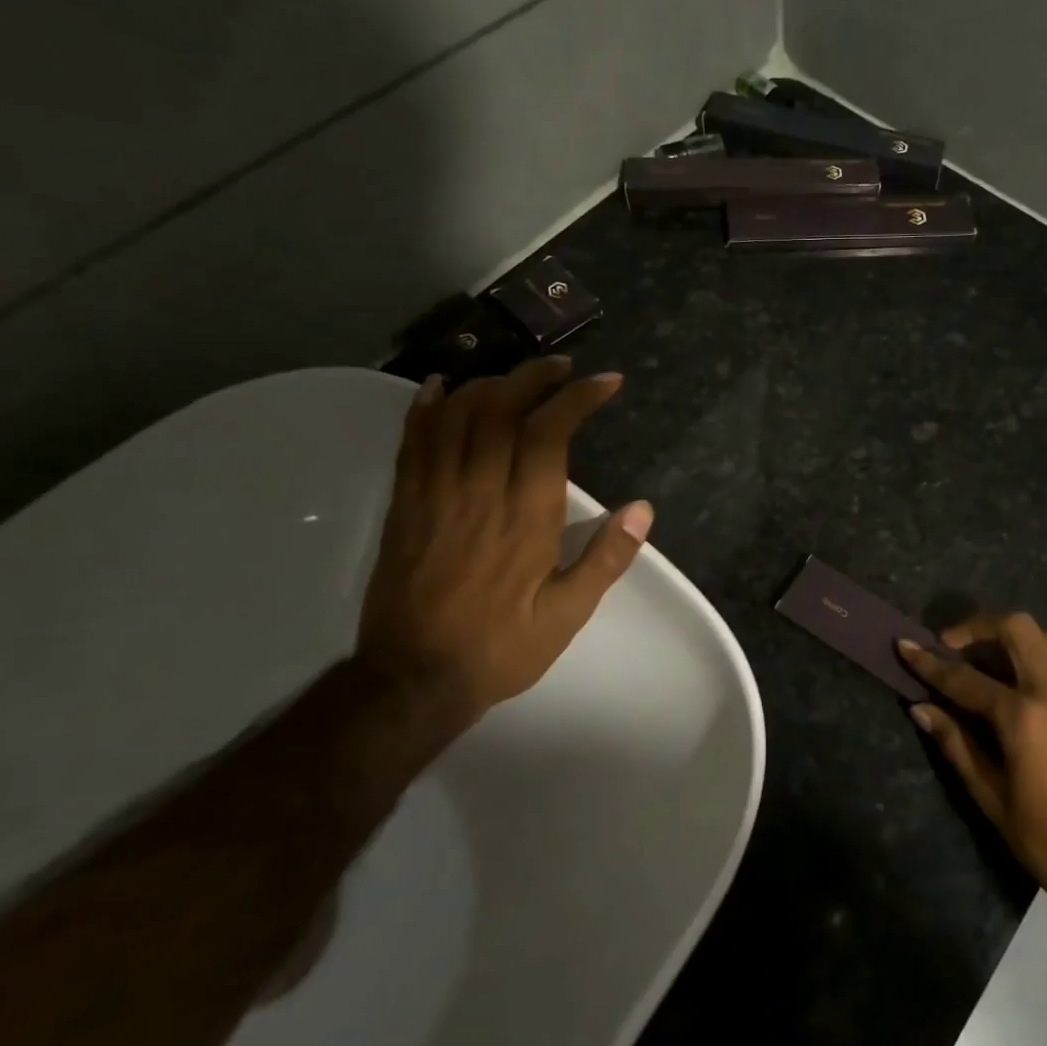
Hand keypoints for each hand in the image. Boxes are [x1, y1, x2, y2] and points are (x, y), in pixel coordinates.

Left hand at [356, 357, 652, 732]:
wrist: (413, 679)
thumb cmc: (501, 647)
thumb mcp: (568, 614)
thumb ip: (606, 558)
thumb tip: (642, 508)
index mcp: (526, 516)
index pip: (550, 433)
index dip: (577, 397)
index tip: (604, 382)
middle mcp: (480, 492)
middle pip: (502, 410)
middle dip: (536, 377)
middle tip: (563, 367)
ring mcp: (435, 495)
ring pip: (458, 417)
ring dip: (490, 384)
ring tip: (517, 376)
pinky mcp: (404, 505)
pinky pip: (413, 442)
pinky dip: (427, 408)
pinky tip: (440, 388)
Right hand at [899, 614, 1046, 910]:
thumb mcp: (991, 797)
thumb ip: (956, 744)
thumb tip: (920, 707)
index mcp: (1024, 718)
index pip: (965, 679)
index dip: (930, 662)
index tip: (904, 645)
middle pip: (1017, 629)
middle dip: (978, 626)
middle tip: (954, 645)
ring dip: (1017, 638)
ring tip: (994, 661)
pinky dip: (1043, 658)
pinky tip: (1027, 686)